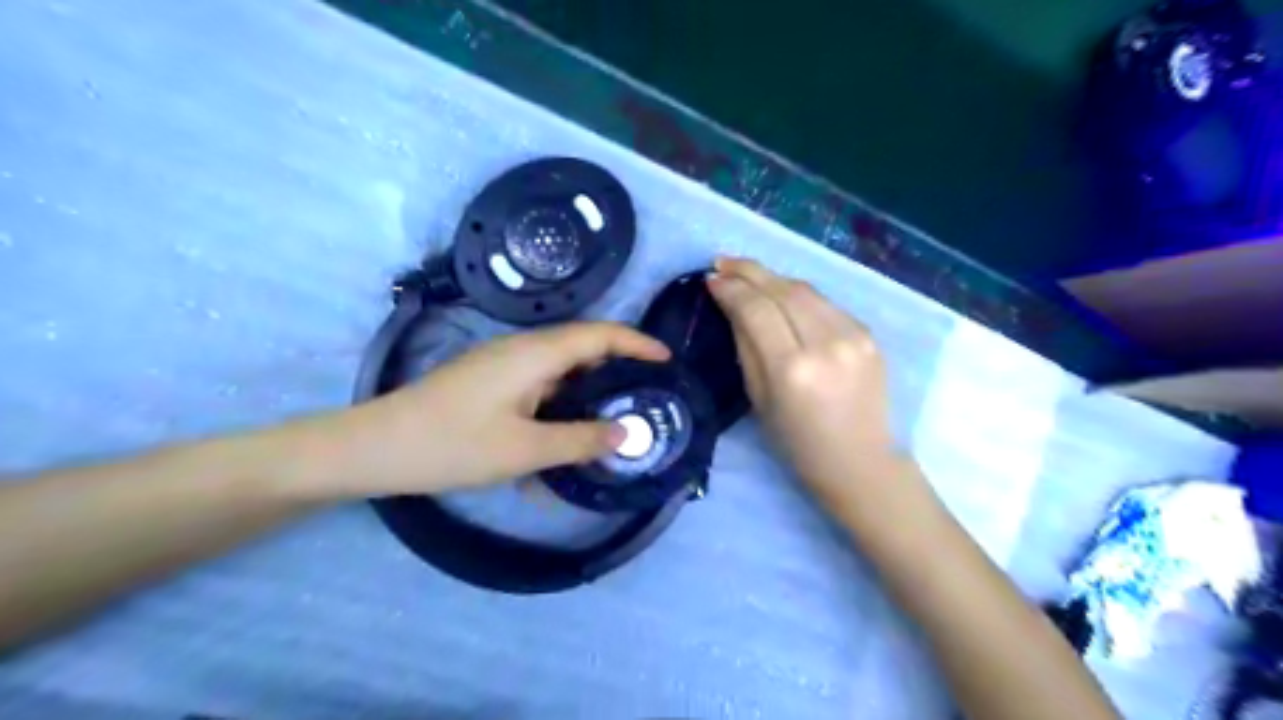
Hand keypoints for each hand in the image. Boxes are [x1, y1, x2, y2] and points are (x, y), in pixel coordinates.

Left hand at [315, 321, 671, 496]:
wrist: (375, 447)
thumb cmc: (452, 444)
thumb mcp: (524, 450)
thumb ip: (580, 441)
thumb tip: (627, 434)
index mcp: (536, 354)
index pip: (600, 335)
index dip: (638, 344)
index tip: (667, 361)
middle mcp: (523, 349)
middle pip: (583, 347)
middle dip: (619, 367)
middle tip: (647, 396)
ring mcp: (503, 364)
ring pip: (561, 369)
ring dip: (589, 388)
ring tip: (614, 417)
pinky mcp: (490, 381)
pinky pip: (539, 385)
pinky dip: (561, 404)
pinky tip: (564, 436)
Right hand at [706, 256, 892, 500]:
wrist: (860, 462)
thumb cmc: (798, 443)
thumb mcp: (758, 399)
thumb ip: (746, 346)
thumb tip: (732, 304)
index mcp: (792, 369)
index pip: (757, 309)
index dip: (732, 289)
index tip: (712, 278)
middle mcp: (825, 344)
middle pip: (783, 290)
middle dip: (750, 271)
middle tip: (723, 262)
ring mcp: (853, 336)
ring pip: (807, 290)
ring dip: (774, 278)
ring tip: (749, 273)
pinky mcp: (869, 335)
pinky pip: (826, 304)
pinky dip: (800, 295)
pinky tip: (783, 295)